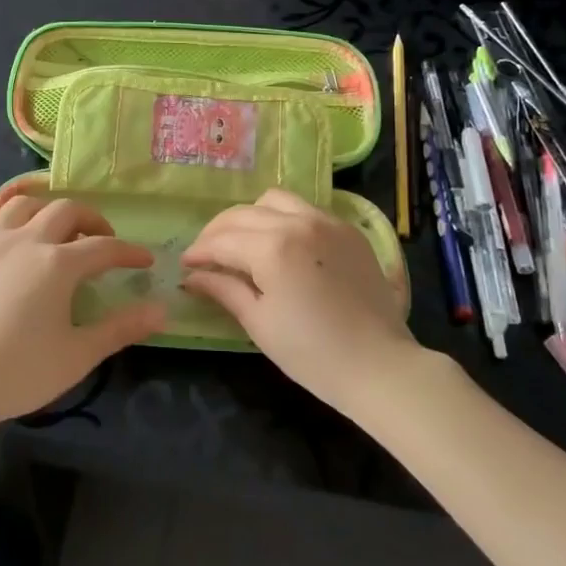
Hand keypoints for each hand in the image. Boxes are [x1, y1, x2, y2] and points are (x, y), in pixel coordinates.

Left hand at [0, 194, 165, 437]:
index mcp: (58, 263)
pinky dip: (5, 219)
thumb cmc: (16, 373)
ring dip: (47, 211)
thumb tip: (162, 310)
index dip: (129, 252)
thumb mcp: (77, 355)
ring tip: (56, 232)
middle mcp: (26, 239)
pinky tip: (10, 237)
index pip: (105, 247)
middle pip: (66, 210)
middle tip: (102, 241)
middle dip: (92, 220)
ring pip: (24, 204)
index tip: (146, 260)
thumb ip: (121, 328)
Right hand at [181, 189, 417, 413]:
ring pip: (275, 200)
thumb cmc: (312, 353)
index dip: (199, 252)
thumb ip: (223, 289)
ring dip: (252, 216)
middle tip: (207, 254)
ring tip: (244, 241)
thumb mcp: (259, 323)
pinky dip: (284, 218)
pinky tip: (281, 243)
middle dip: (218, 231)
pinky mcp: (348, 229)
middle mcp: (298, 222)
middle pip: (244, 214)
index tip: (186, 264)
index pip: (222, 241)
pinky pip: (306, 209)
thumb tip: (192, 276)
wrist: (379, 365)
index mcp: (272, 247)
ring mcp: (327, 221)